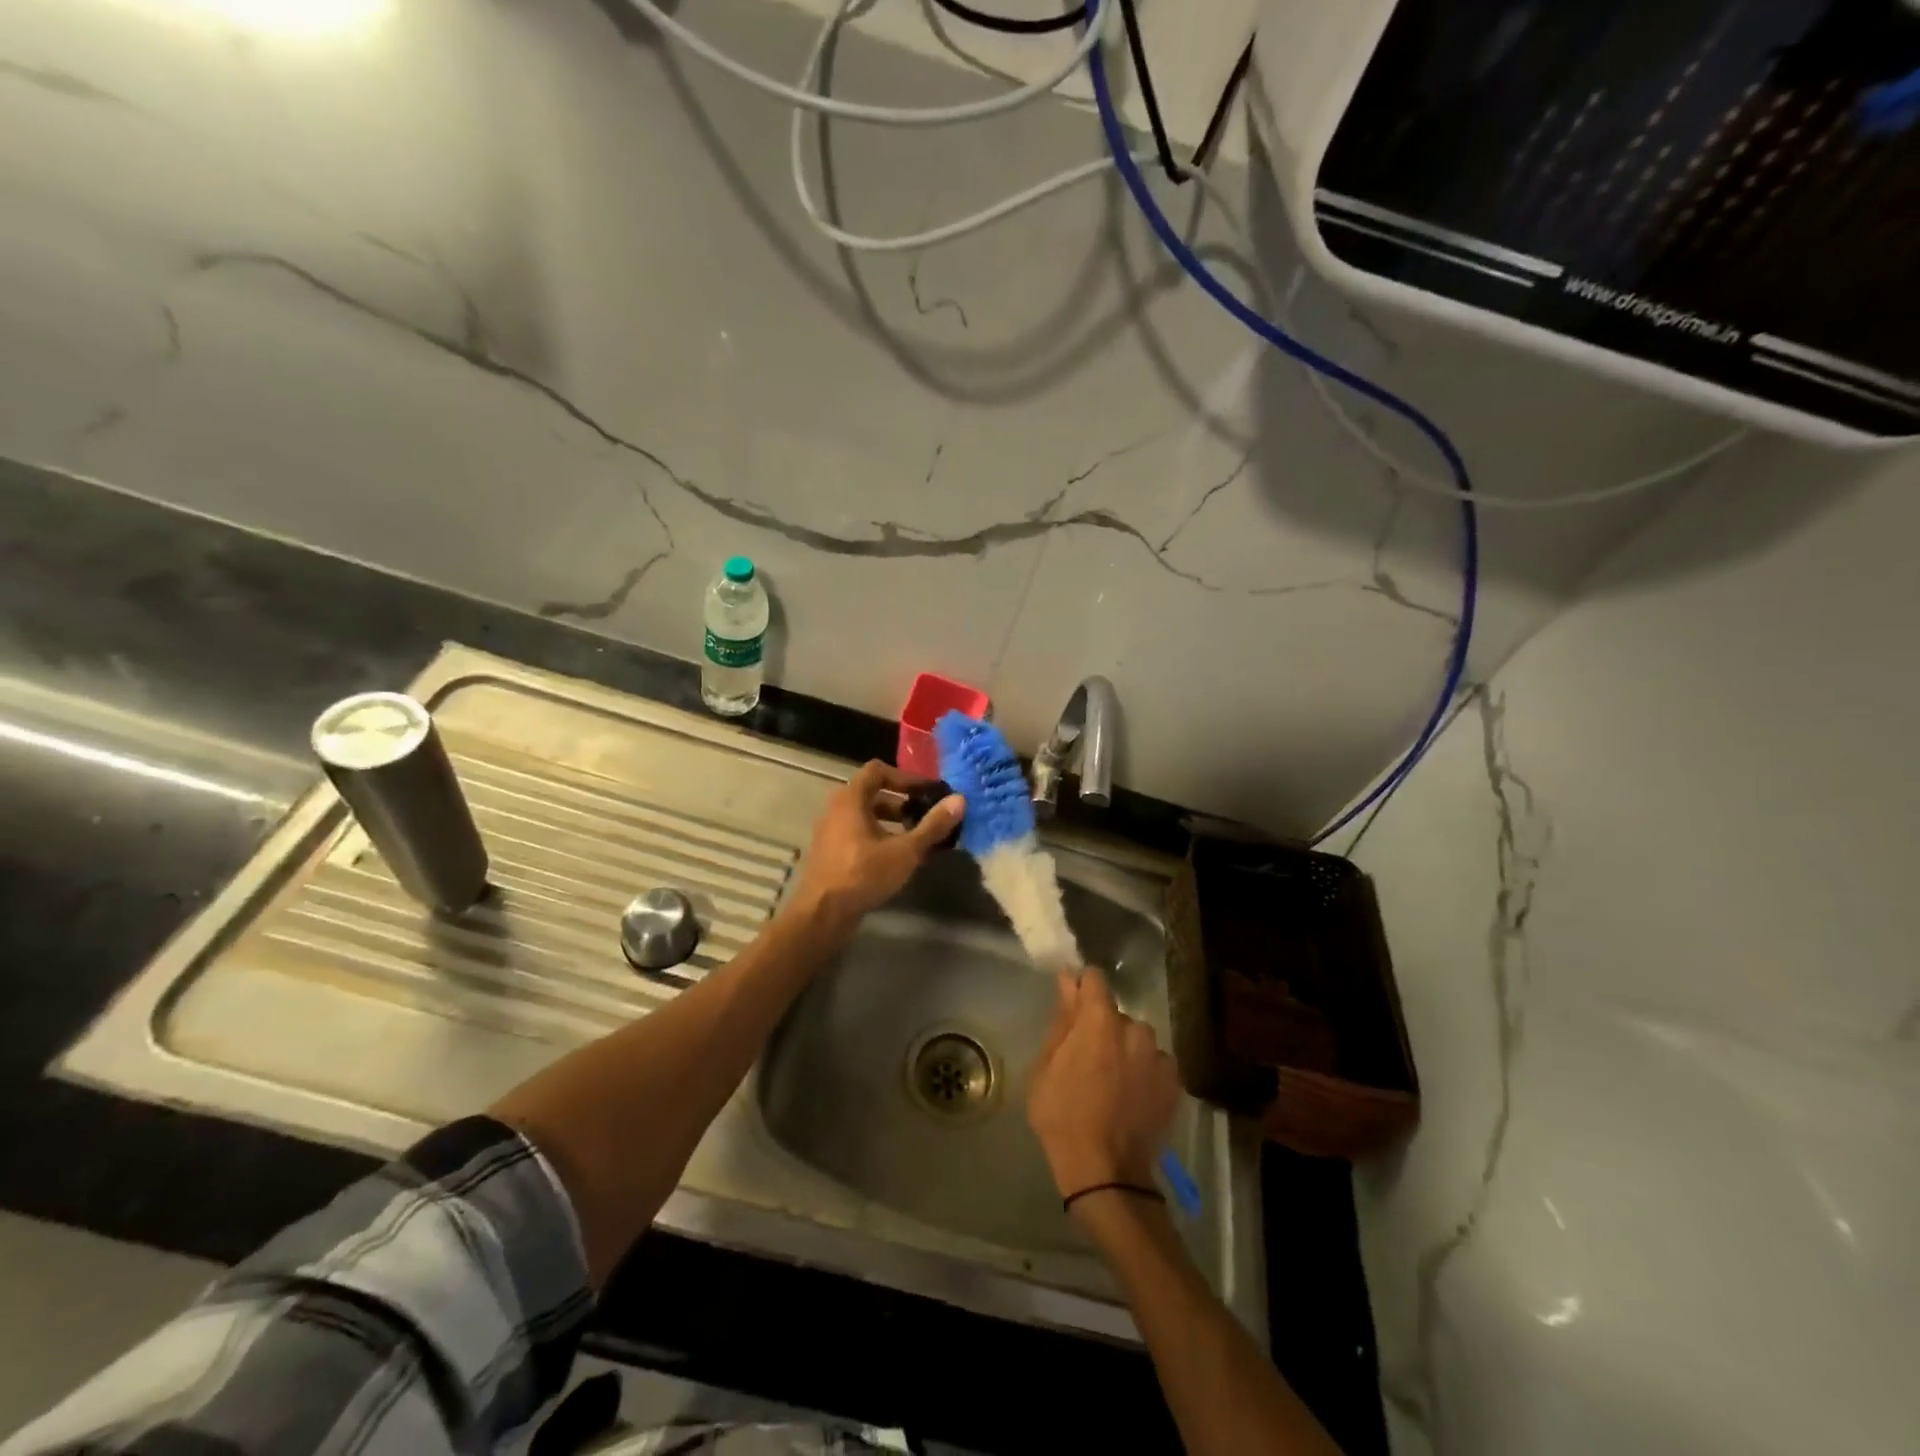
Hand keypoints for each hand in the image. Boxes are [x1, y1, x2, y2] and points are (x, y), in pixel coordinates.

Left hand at [788, 761, 963, 929]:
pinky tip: (901, 858)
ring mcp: (831, 832)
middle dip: (903, 802)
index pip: (878, 770)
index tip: (928, 792)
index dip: (905, 777)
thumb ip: (932, 825)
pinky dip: (881, 837)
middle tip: (928, 814)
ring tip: (919, 837)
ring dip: (894, 822)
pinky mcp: (832, 853)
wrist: (822, 914)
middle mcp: (837, 809)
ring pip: (867, 816)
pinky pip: (859, 834)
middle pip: (874, 794)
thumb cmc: (863, 875)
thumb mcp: (905, 850)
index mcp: (850, 799)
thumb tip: (960, 800)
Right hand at [1027, 969, 1181, 1201]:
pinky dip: (1143, 1072)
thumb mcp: (1045, 1066)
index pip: (1095, 979)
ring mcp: (1159, 1057)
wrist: (1106, 1173)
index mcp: (1100, 1020)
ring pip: (1137, 1040)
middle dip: (1101, 1027)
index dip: (1082, 988)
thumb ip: (1062, 1020)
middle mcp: (1136, 1029)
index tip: (1072, 1006)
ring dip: (1125, 1050)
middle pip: (1116, 1014)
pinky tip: (1131, 1097)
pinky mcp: (1175, 1083)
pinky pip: (1154, 1064)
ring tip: (1112, 1083)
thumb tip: (1068, 980)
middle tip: (1086, 1059)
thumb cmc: (1063, 1116)